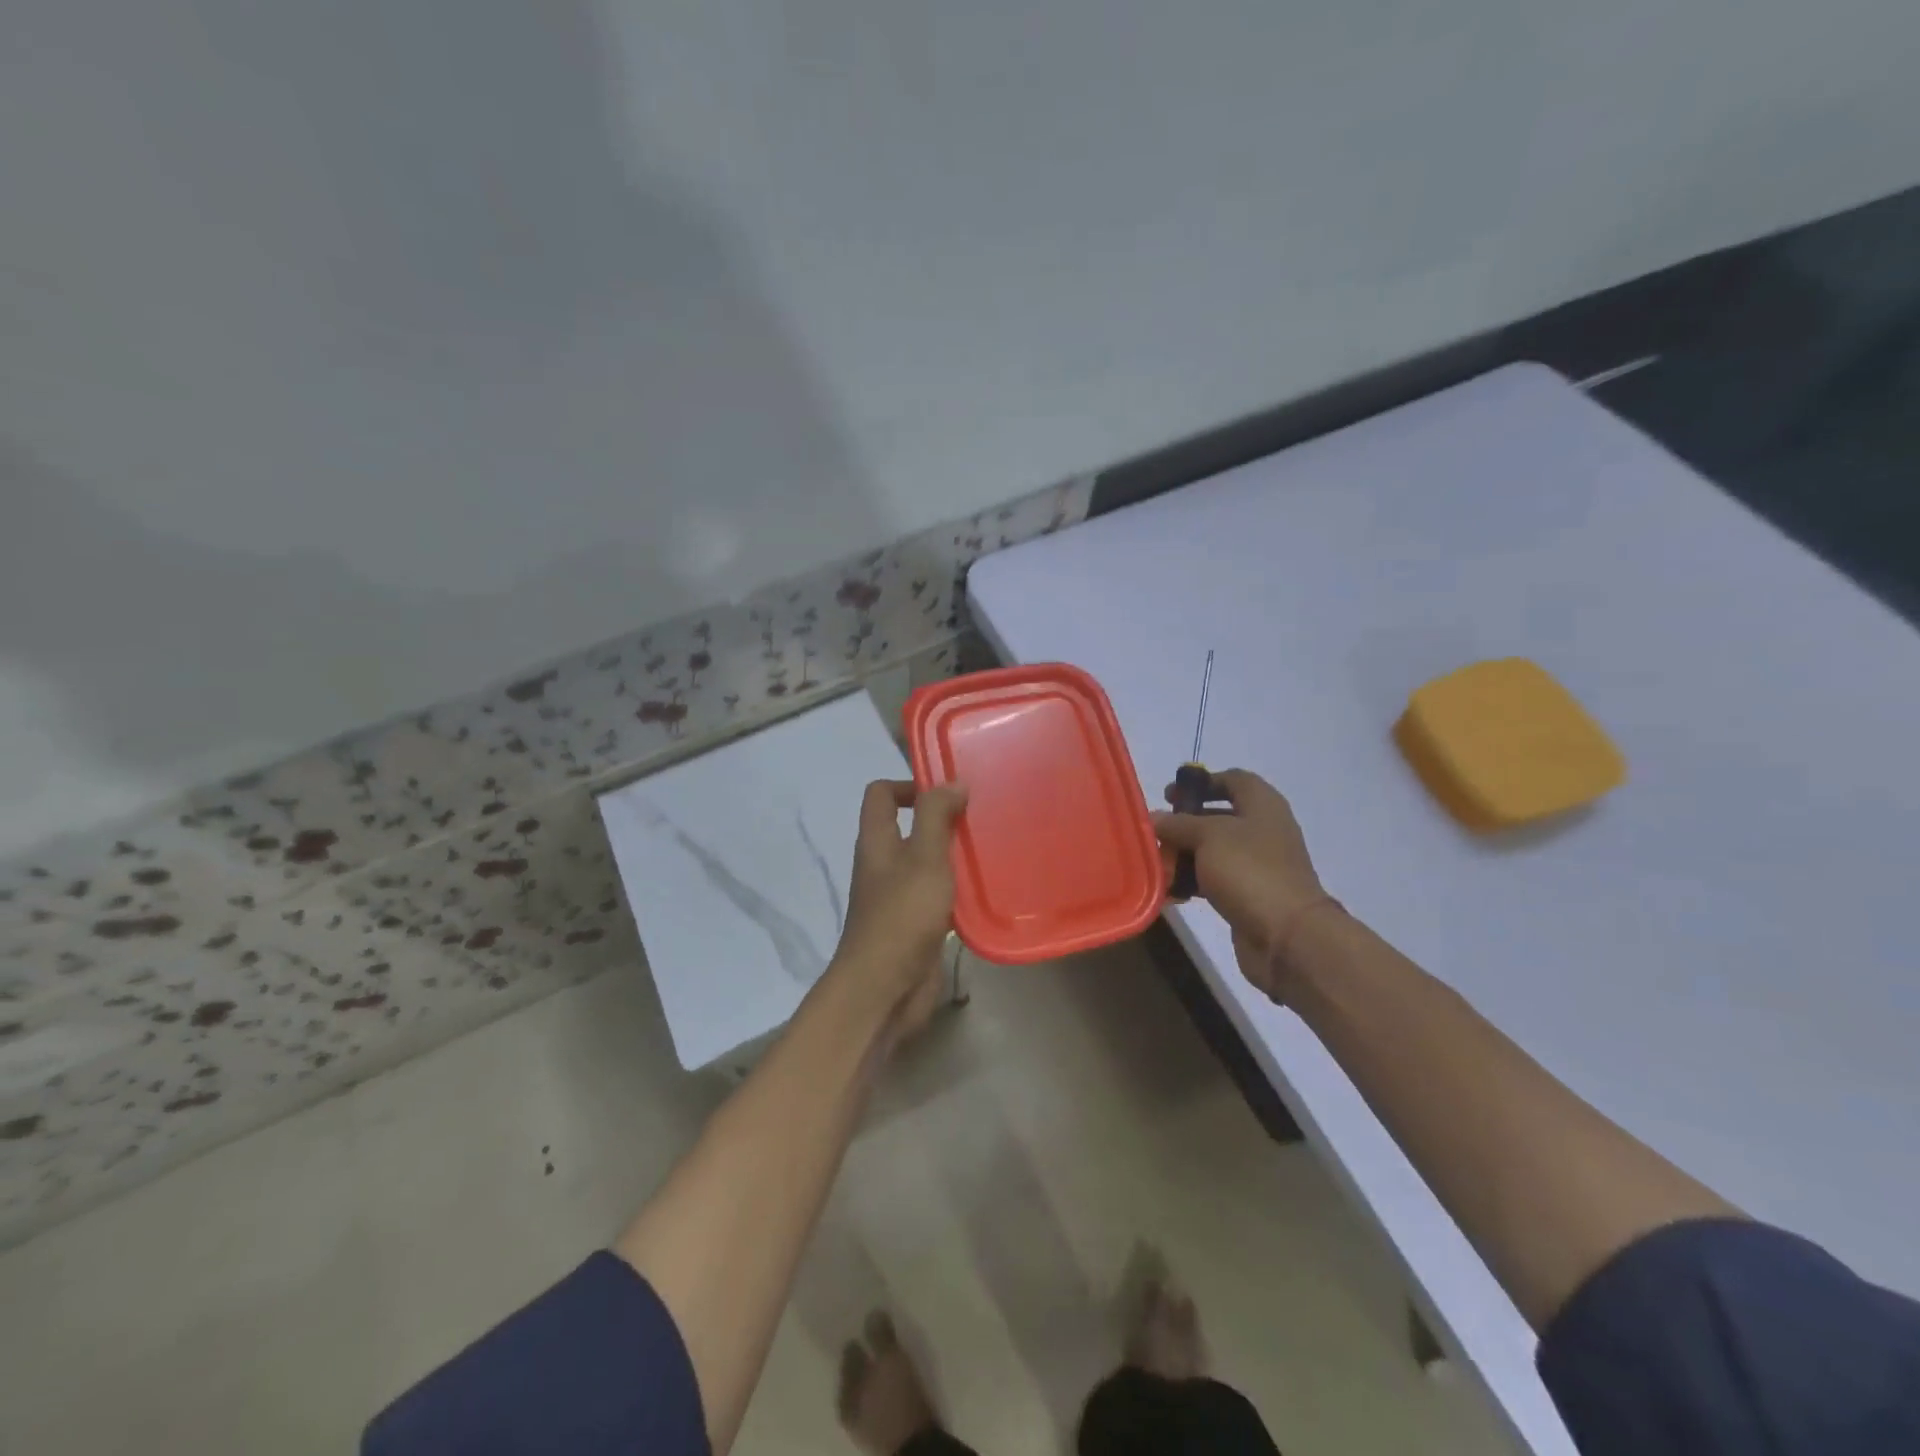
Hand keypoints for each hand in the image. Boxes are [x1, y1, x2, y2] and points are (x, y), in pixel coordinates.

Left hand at [830, 779, 968, 1039]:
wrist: (884, 989)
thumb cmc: (902, 916)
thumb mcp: (924, 857)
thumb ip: (936, 816)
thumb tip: (952, 783)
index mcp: (877, 841)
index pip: (882, 794)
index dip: (910, 784)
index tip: (949, 791)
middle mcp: (883, 864)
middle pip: (908, 826)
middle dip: (942, 819)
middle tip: (980, 818)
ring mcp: (898, 896)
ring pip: (926, 861)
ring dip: (953, 854)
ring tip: (990, 849)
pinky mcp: (915, 924)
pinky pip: (937, 894)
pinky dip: (957, 888)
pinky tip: (985, 891)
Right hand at [1153, 769, 1330, 1000]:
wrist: (1287, 935)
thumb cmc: (1249, 870)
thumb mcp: (1208, 836)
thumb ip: (1178, 824)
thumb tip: (1153, 818)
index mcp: (1262, 805)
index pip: (1233, 779)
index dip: (1201, 782)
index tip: (1169, 795)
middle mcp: (1263, 830)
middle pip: (1219, 816)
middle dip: (1185, 823)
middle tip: (1157, 832)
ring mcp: (1258, 864)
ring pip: (1213, 850)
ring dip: (1185, 855)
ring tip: (1158, 864)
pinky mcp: (1249, 894)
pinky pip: (1215, 879)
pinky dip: (1193, 881)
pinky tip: (1172, 891)